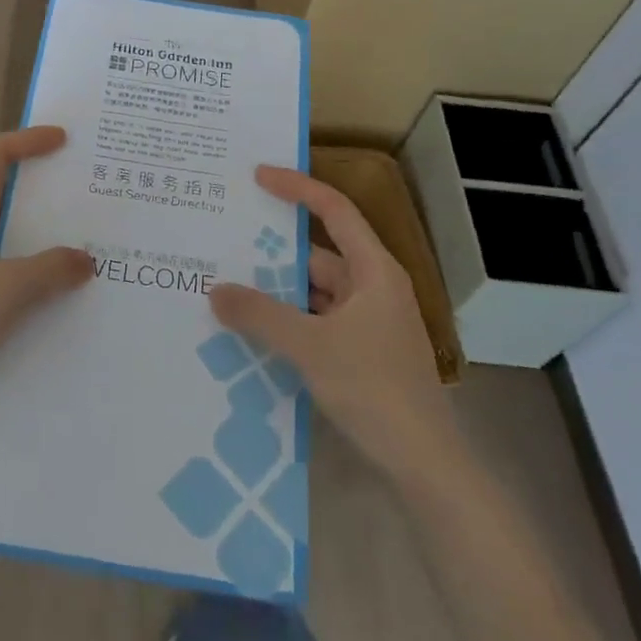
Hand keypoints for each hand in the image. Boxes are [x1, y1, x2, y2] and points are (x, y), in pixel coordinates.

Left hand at [0, 127, 90, 412]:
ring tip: (71, 234)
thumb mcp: (9, 289)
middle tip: (76, 188)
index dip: (29, 141)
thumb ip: (53, 269)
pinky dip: (18, 260)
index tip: (63, 140)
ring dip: (29, 229)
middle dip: (35, 186)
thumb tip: (86, 260)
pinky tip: (46, 281)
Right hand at [209, 166, 462, 486]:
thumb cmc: (374, 389)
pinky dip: (289, 320)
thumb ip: (260, 315)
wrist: (424, 464)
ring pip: (315, 292)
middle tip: (227, 241)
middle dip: (274, 251)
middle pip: (319, 254)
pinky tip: (255, 331)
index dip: (297, 187)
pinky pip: (317, 321)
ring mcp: (370, 322)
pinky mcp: (363, 352)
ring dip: (278, 291)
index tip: (258, 176)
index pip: (334, 210)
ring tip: (229, 286)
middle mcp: (373, 288)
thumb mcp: (310, 347)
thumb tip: (216, 290)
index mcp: (373, 271)